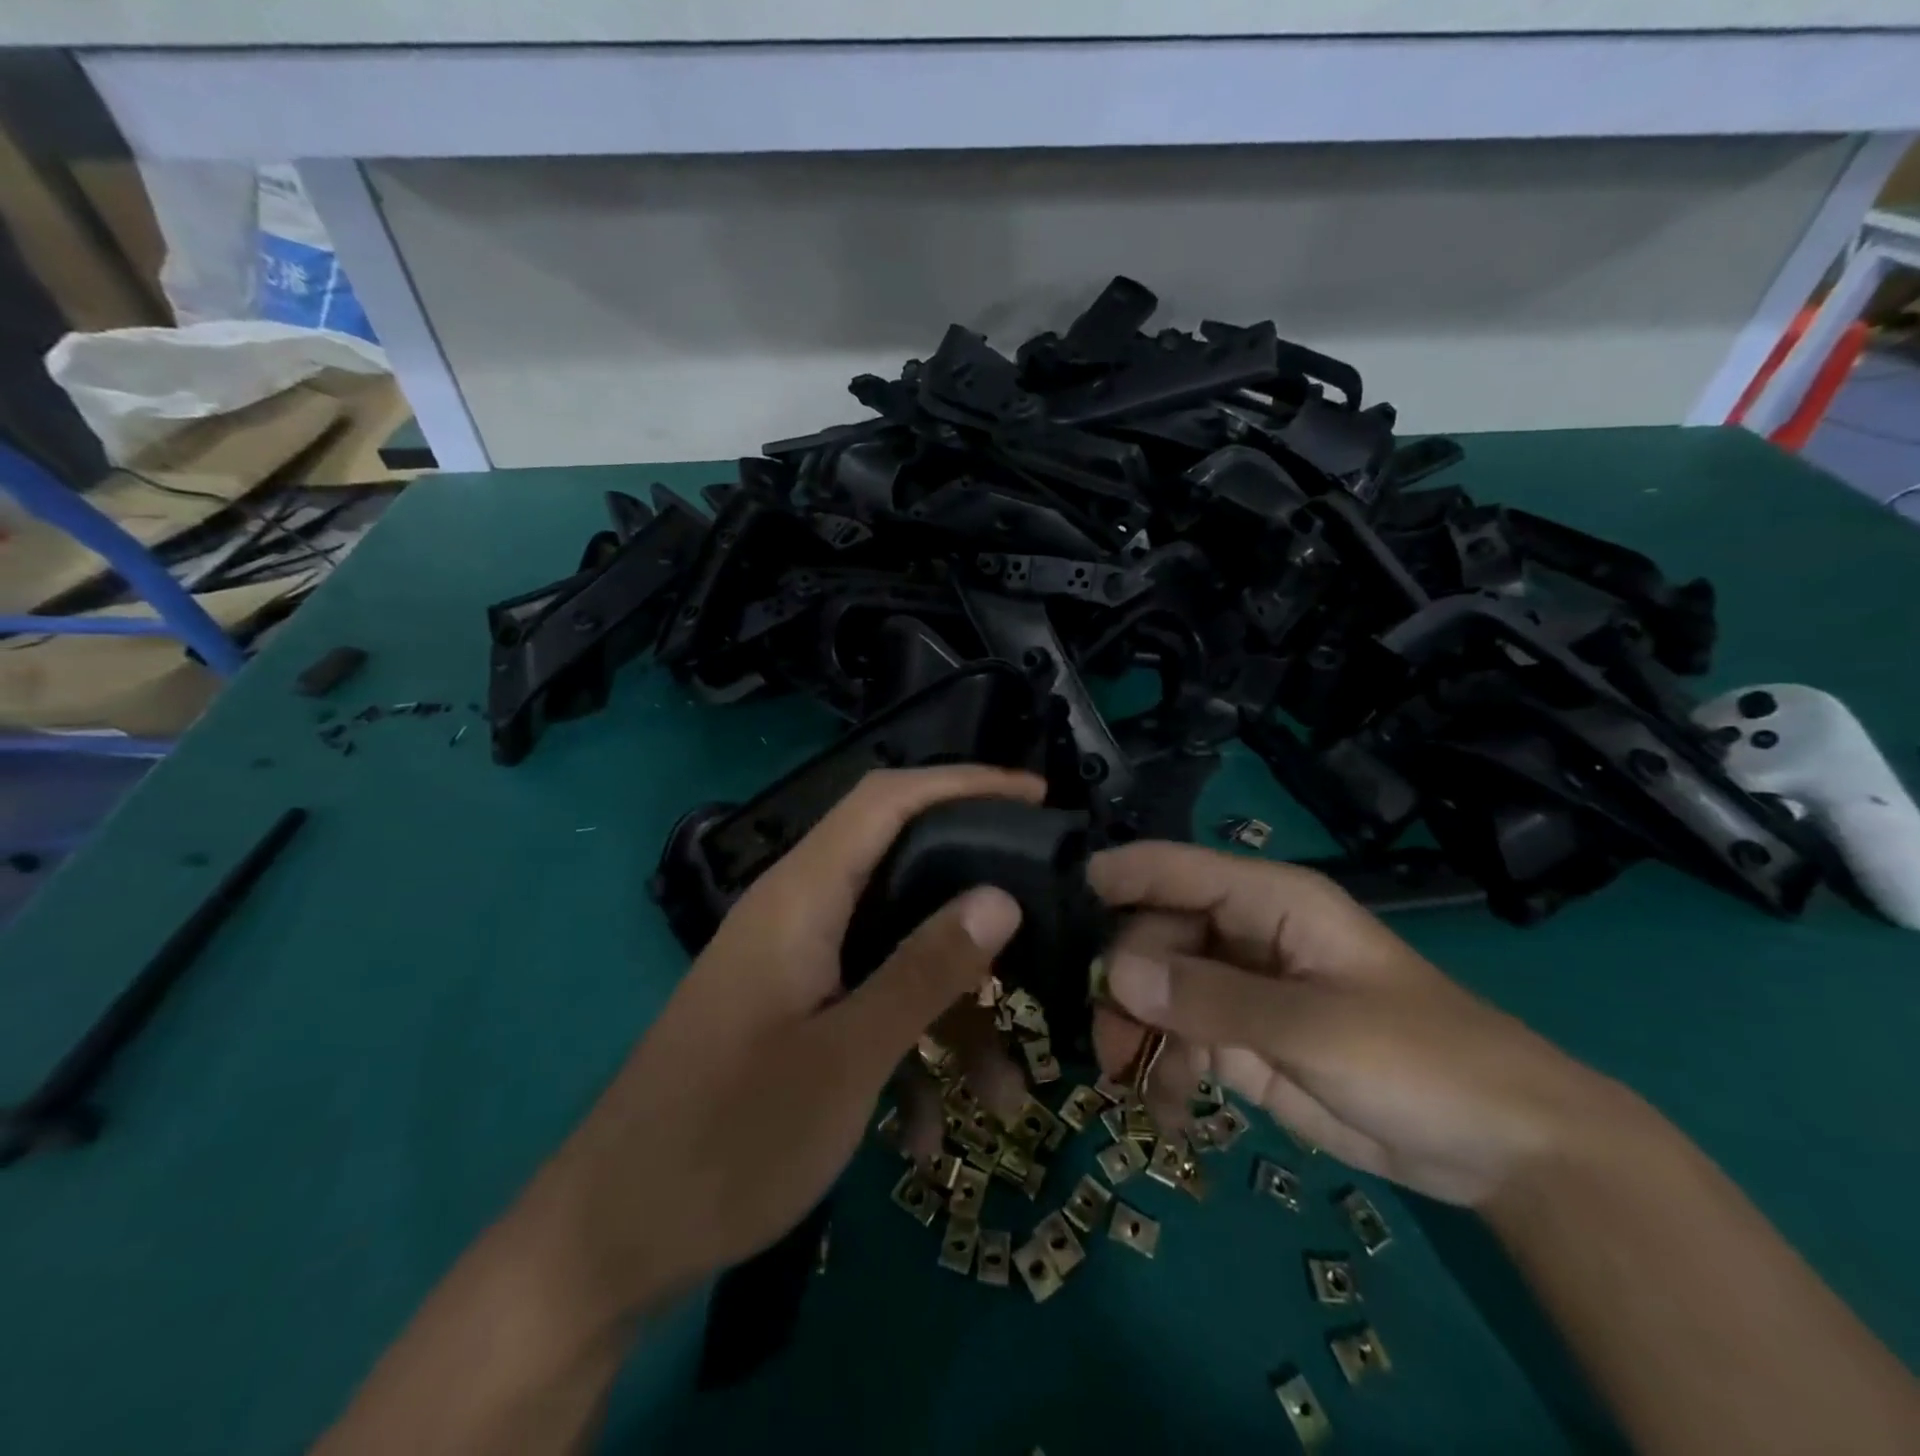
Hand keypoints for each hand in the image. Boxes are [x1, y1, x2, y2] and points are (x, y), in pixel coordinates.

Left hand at [539, 766, 1042, 1314]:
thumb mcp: (846, 1058)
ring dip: (951, 1014)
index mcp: (801, 896)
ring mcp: (794, 965)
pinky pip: (867, 1006)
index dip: (961, 783)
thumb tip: (1001, 897)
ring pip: (895, 955)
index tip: (1035, 797)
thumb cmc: (729, 1140)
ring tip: (1007, 1095)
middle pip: (903, 870)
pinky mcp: (791, 1011)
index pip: (886, 800)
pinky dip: (905, 1053)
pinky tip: (920, 1137)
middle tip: (1045, 919)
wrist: (612, 1240)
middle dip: (976, 901)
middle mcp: (798, 913)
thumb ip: (925, 970)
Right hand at [1088, 842, 1625, 1206]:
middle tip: (1104, 1036)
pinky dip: (1163, 1069)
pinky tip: (1163, 1109)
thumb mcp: (1314, 1025)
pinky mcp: (1243, 1042)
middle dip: (1123, 979)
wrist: (1501, 1148)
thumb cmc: (1419, 1058)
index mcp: (1268, 901)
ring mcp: (1241, 990)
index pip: (1177, 868)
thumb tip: (1115, 973)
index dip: (1119, 876)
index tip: (1058, 898)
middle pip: (1156, 934)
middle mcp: (1244, 935)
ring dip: (1135, 1029)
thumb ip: (1211, 997)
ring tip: (1125, 1078)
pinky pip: (1181, 1040)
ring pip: (1159, 989)